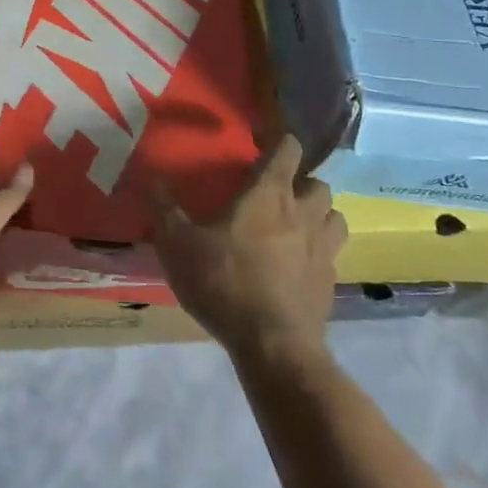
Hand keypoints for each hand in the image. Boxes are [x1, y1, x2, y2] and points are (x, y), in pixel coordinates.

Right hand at [153, 135, 342, 362]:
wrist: (272, 345)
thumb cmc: (224, 281)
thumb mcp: (178, 244)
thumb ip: (165, 209)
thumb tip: (152, 178)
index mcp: (269, 194)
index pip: (288, 150)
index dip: (279, 142)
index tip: (264, 144)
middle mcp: (303, 214)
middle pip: (317, 183)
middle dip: (302, 183)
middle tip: (277, 194)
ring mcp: (322, 249)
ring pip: (334, 217)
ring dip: (319, 215)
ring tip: (296, 226)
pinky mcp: (330, 283)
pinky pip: (331, 255)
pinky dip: (318, 254)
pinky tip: (297, 268)